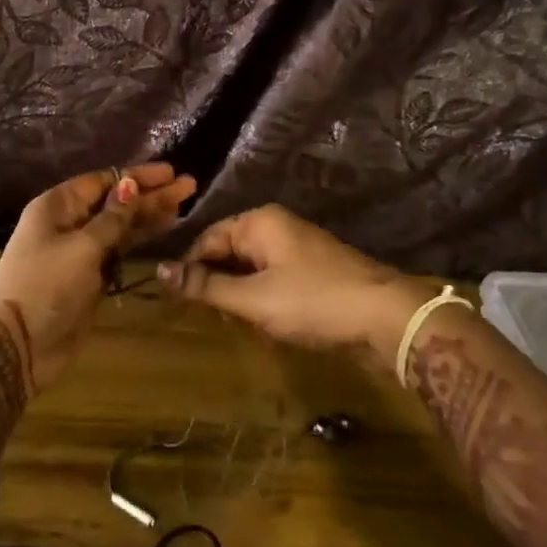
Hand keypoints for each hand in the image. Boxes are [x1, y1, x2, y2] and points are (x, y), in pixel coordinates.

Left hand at [0, 163, 195, 395]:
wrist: (16, 345)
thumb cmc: (45, 285)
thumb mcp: (82, 247)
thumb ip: (113, 218)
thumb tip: (131, 185)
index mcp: (58, 206)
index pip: (103, 181)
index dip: (138, 176)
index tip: (171, 173)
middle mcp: (69, 223)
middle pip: (115, 202)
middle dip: (150, 195)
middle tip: (189, 187)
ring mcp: (79, 252)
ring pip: (120, 227)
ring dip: (149, 216)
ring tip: (183, 207)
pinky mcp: (89, 279)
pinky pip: (118, 251)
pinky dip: (139, 241)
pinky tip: (162, 232)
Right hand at [156, 204, 438, 370]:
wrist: (386, 317)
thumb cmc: (313, 302)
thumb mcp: (253, 299)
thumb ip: (205, 286)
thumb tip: (160, 271)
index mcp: (259, 222)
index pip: (207, 240)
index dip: (190, 271)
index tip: (179, 304)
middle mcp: (277, 226)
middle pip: (229, 251)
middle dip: (217, 284)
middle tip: (210, 318)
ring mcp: (299, 246)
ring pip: (251, 268)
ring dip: (240, 295)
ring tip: (237, 324)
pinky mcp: (314, 269)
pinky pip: (274, 278)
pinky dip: (263, 299)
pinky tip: (266, 324)